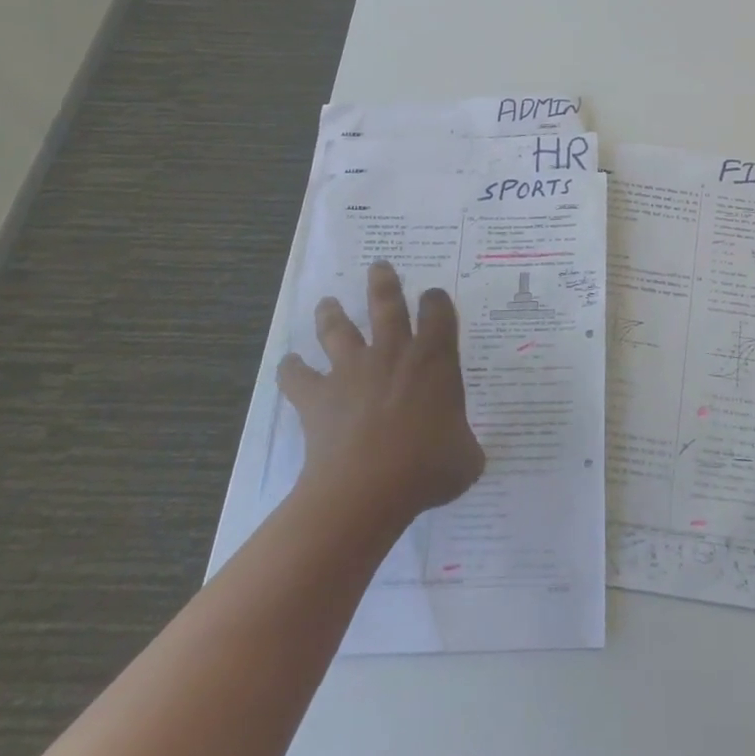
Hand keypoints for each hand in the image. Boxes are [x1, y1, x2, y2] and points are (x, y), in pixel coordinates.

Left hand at [277, 262, 484, 523]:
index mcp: (434, 359)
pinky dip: (291, 370)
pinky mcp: (318, 397)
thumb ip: (465, 444)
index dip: (437, 300)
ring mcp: (351, 371)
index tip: (433, 295)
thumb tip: (464, 452)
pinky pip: (297, 377)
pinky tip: (288, 366)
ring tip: (327, 302)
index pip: (439, 313)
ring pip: (338, 329)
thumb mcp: (466, 458)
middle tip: (379, 265)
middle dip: (384, 283)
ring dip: (331, 314)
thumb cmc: (428, 468)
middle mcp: (393, 353)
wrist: (367, 490)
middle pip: (386, 304)